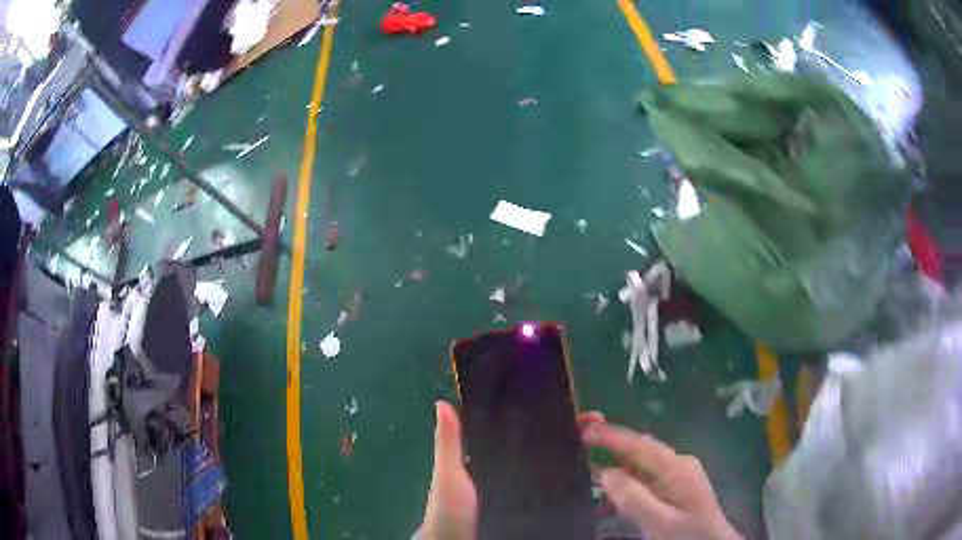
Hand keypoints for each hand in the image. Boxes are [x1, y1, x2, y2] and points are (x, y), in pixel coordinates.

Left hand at [416, 405, 604, 538]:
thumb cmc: (450, 510)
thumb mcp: (448, 476)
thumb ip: (448, 444)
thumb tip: (443, 402)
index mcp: (488, 456)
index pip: (517, 429)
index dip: (538, 414)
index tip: (564, 400)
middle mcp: (509, 469)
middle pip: (541, 444)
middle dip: (566, 431)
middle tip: (593, 419)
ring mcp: (524, 487)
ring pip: (552, 464)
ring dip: (574, 452)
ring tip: (598, 439)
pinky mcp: (535, 505)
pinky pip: (556, 487)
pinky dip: (572, 478)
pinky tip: (592, 469)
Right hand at [582, 421, 741, 539]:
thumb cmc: (688, 535)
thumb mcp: (660, 522)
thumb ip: (633, 497)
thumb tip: (604, 472)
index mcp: (677, 467)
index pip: (640, 444)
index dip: (611, 435)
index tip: (583, 427)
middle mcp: (677, 466)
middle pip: (639, 451)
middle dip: (610, 446)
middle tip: (579, 442)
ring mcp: (676, 478)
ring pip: (638, 469)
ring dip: (614, 474)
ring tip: (585, 479)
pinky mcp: (672, 492)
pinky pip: (643, 484)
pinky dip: (624, 491)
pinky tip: (608, 505)